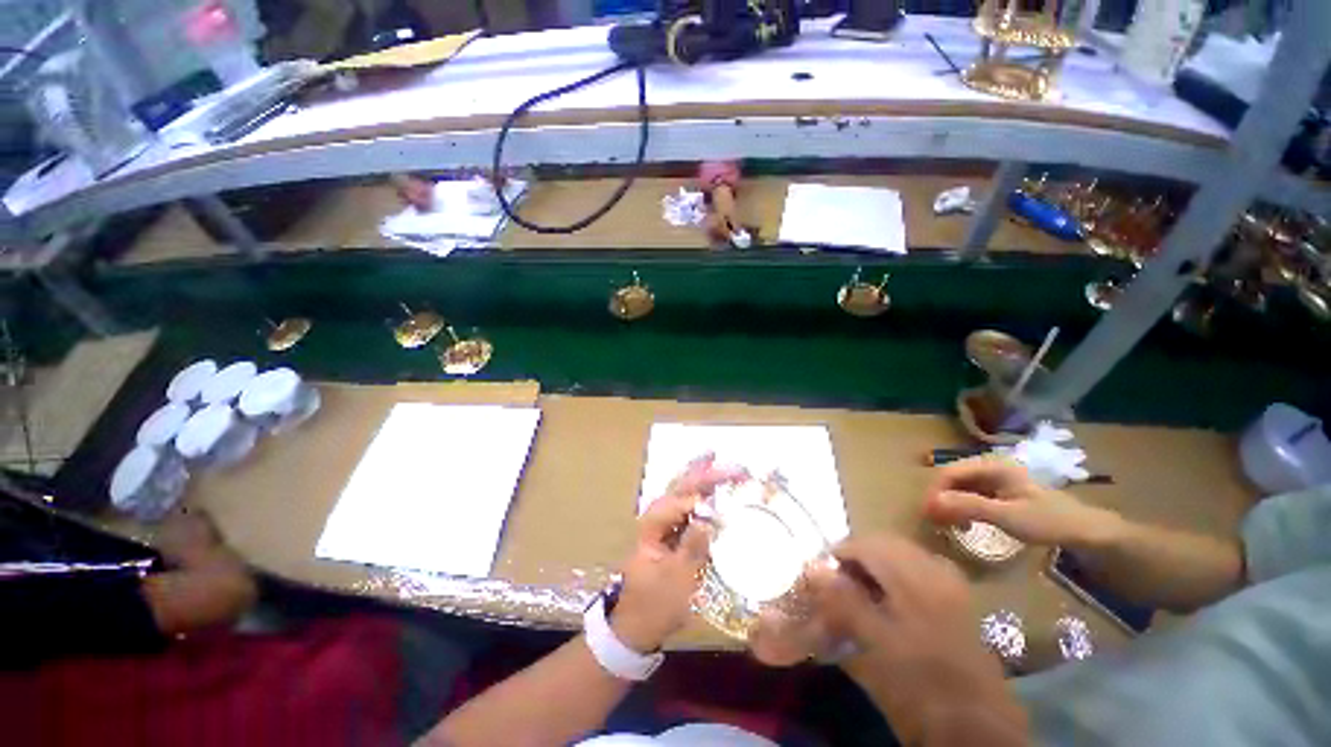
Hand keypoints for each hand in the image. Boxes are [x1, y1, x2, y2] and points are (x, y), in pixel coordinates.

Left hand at [612, 455, 746, 651]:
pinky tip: (708, 481)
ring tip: (714, 456)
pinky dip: (697, 489)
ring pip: (681, 490)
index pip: (678, 503)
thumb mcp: (677, 581)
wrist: (636, 624)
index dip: (701, 496)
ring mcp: (663, 522)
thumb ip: (693, 547)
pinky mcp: (671, 530)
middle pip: (680, 488)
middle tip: (731, 466)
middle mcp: (656, 517)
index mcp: (652, 527)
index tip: (725, 497)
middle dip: (703, 474)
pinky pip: (686, 503)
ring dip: (698, 474)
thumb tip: (710, 518)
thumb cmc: (655, 604)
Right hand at [812, 535, 1026, 744]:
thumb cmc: (920, 688)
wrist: (976, 729)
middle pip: (886, 543)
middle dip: (857, 555)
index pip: (866, 544)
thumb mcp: (874, 648)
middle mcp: (936, 572)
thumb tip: (812, 568)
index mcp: (916, 580)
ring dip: (877, 562)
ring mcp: (951, 585)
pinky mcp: (960, 600)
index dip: (839, 553)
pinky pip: (921, 567)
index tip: (820, 573)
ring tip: (861, 587)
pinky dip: (898, 572)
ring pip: (903, 553)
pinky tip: (891, 597)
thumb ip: (843, 603)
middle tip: (838, 579)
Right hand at [925, 455, 1120, 547]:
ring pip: (962, 487)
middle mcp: (991, 467)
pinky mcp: (1002, 493)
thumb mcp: (1007, 516)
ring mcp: (997, 480)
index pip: (950, 472)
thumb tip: (931, 502)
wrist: (1086, 533)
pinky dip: (963, 508)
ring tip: (947, 524)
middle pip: (954, 478)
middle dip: (941, 498)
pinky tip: (965, 523)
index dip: (935, 491)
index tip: (927, 513)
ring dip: (951, 503)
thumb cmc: (1047, 521)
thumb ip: (968, 506)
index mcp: (992, 465)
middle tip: (934, 521)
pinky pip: (973, 495)